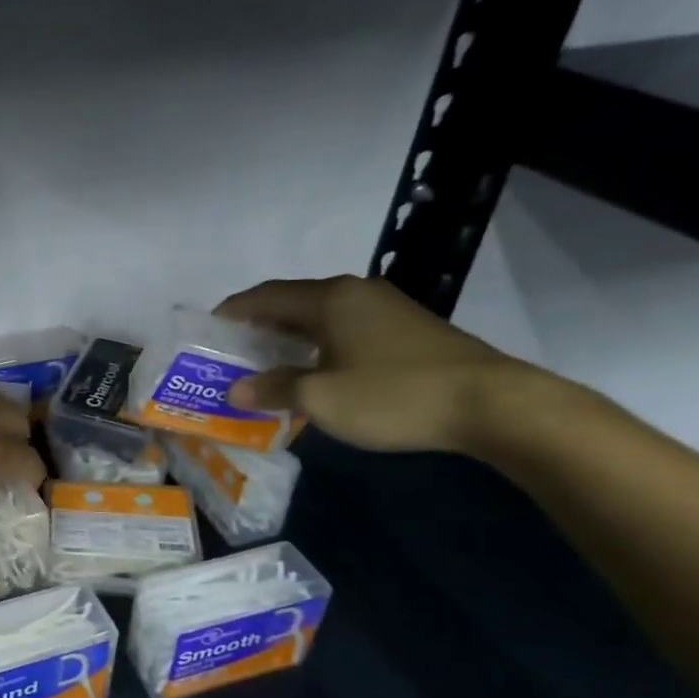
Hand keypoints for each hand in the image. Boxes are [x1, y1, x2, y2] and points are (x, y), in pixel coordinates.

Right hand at [215, 275, 531, 452]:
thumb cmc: (393, 394)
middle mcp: (355, 293)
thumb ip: (274, 389)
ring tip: (267, 363)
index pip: (265, 296)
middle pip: (292, 302)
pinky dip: (319, 345)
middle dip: (259, 325)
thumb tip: (237, 389)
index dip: (232, 311)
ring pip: (321, 316)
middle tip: (232, 351)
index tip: (206, 329)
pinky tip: (316, 371)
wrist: (492, 404)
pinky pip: (346, 329)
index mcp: (329, 299)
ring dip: (290, 337)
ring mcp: (386, 308)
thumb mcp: (322, 398)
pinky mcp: (408, 329)